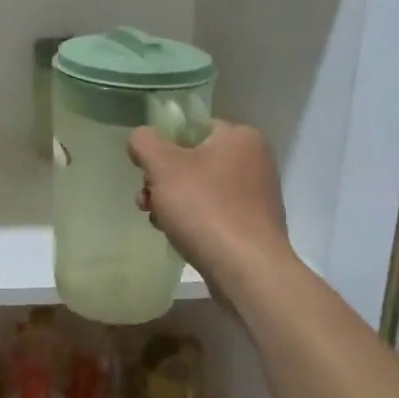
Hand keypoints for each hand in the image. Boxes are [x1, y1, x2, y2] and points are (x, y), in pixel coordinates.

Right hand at [128, 119, 292, 286]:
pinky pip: (215, 212)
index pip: (192, 127)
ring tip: (158, 222)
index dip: (163, 146)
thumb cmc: (205, 208)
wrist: (246, 270)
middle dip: (163, 180)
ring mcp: (257, 194)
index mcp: (240, 136)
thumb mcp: (163, 167)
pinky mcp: (254, 224)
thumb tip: (141, 137)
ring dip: (173, 202)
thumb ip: (145, 142)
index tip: (146, 170)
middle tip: (146, 200)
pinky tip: (179, 237)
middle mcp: (255, 160)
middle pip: (193, 159)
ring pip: (201, 188)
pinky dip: (194, 220)